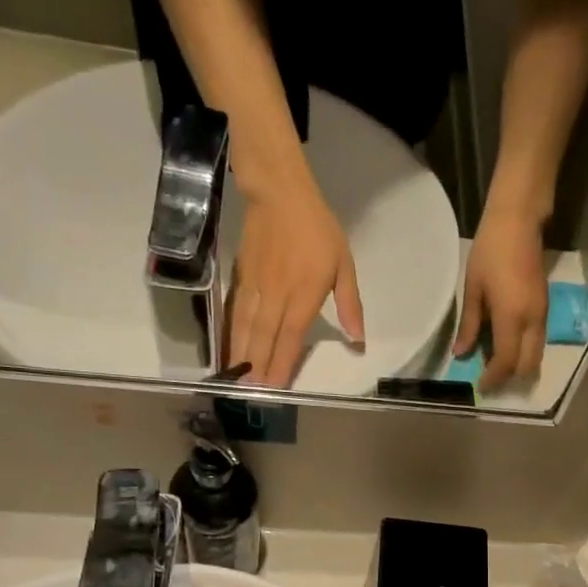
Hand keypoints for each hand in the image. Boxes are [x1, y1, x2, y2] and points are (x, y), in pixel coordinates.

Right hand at [228, 174, 363, 386]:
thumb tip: (358, 339)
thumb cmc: (317, 229)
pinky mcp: (241, 278)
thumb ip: (350, 304)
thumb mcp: (345, 264)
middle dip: (257, 366)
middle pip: (264, 337)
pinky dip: (230, 333)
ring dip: (240, 354)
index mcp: (304, 293)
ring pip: (246, 327)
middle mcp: (276, 294)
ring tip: (236, 378)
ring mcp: (255, 286)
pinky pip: (235, 312)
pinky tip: (228, 349)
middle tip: (251, 393)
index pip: (291, 335)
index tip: (275, 386)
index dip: (282, 363)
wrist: (279, 193)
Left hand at [455, 208, 547, 391]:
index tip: (480, 386)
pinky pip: (537, 340)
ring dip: (519, 366)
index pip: (507, 362)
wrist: (519, 221)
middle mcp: (533, 321)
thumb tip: (461, 355)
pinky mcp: (545, 307)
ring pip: (536, 354)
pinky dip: (524, 351)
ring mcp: (542, 314)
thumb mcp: (473, 289)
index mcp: (512, 317)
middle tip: (489, 380)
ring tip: (496, 367)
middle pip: (528, 365)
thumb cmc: (490, 251)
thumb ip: (469, 325)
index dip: (494, 378)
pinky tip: (506, 346)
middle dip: (510, 378)